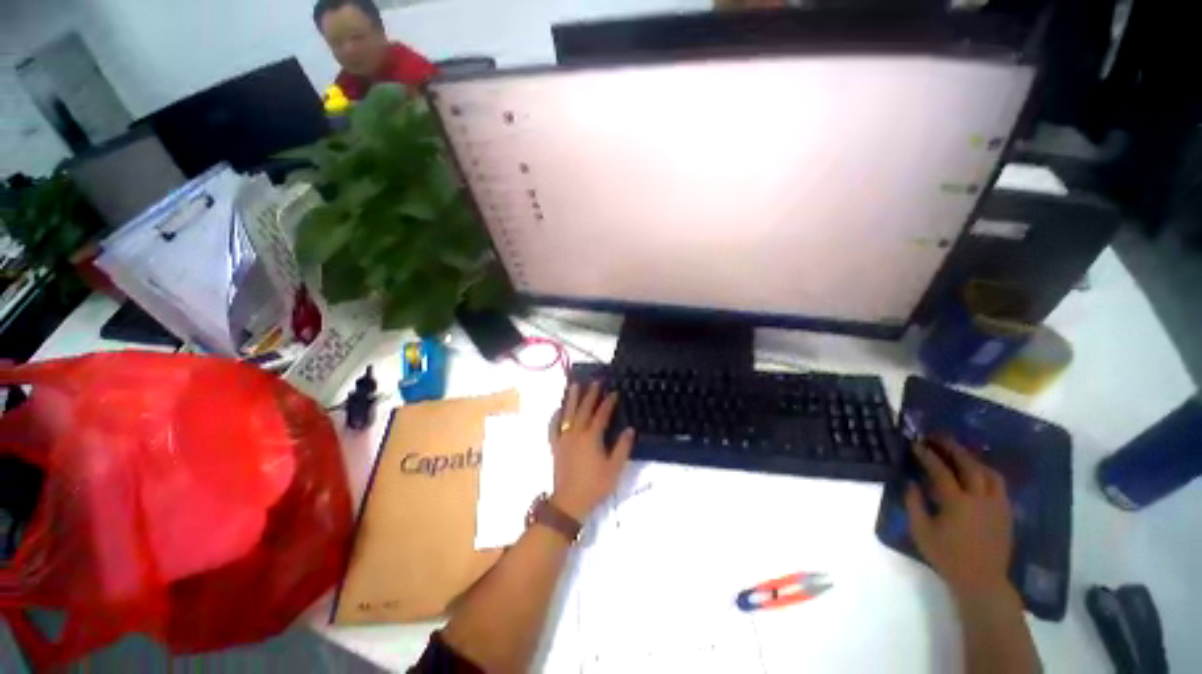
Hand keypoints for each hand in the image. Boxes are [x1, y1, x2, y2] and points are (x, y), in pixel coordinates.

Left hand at [548, 382, 634, 521]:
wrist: (570, 501)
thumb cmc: (595, 485)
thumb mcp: (614, 468)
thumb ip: (622, 447)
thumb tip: (630, 429)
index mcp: (591, 437)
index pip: (601, 414)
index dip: (608, 402)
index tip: (614, 392)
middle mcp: (576, 433)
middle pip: (584, 409)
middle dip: (590, 394)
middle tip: (595, 381)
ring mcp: (564, 438)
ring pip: (568, 413)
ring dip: (572, 398)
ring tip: (575, 384)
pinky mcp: (555, 445)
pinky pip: (554, 426)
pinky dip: (556, 416)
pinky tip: (558, 409)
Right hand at [905, 437, 1014, 601]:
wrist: (981, 580)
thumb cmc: (946, 556)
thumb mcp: (920, 531)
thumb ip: (913, 504)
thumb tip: (911, 482)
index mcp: (957, 503)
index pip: (941, 471)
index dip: (927, 456)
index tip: (916, 444)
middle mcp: (980, 499)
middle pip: (969, 465)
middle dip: (953, 448)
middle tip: (939, 437)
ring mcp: (997, 505)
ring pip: (989, 473)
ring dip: (973, 459)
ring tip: (960, 453)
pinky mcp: (1006, 513)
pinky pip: (999, 486)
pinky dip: (987, 474)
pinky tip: (978, 475)